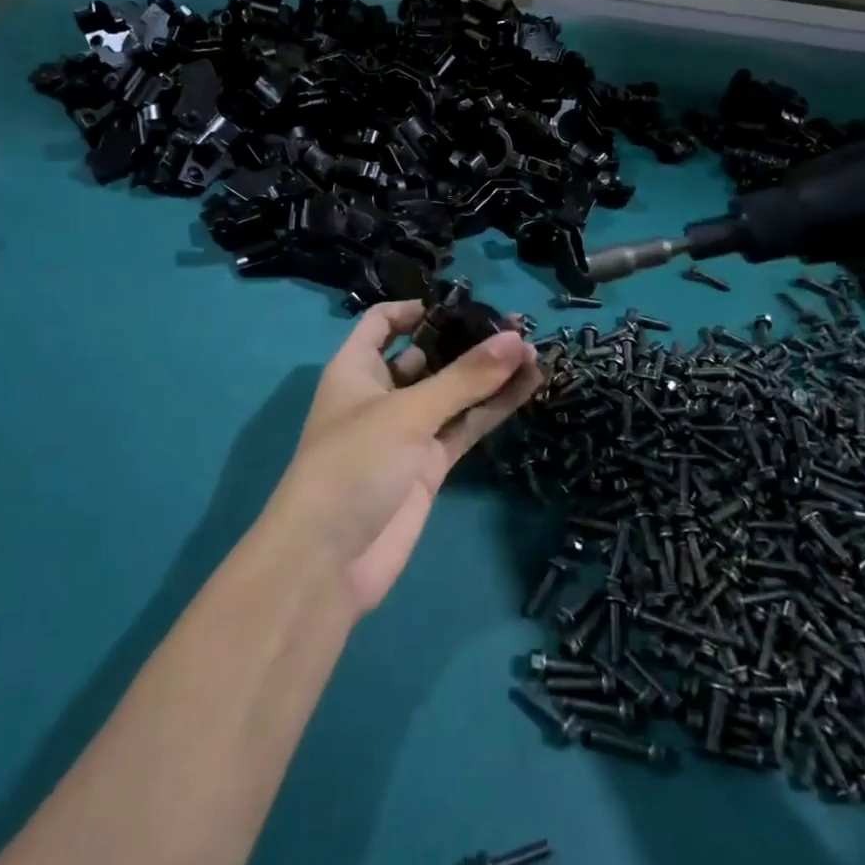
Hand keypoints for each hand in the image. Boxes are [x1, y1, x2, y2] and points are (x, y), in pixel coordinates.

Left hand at [262, 300, 542, 612]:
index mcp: (356, 369)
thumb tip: (516, 339)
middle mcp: (381, 395)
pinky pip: (466, 427)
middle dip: (464, 341)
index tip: (462, 303)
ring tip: (533, 351)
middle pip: (425, 356)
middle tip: (514, 327)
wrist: (330, 560)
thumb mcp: (407, 412)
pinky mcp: (430, 466)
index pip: (382, 324)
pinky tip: (530, 385)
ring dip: (489, 374)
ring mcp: (408, 432)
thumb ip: (465, 378)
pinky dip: (494, 408)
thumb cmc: (353, 464)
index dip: (416, 309)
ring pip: (454, 393)